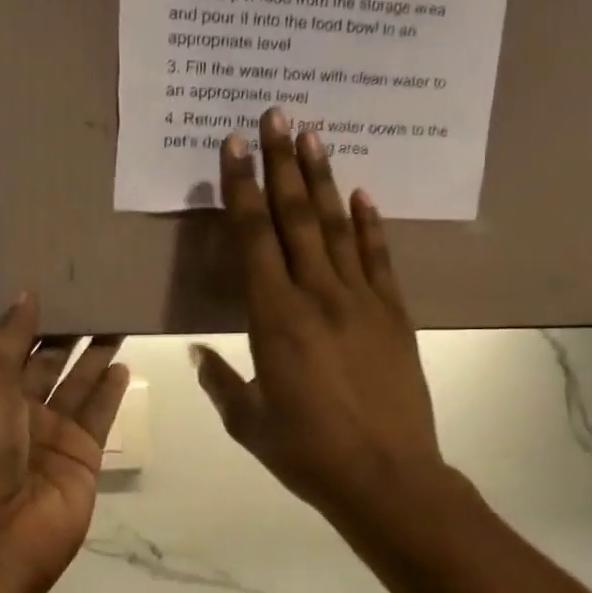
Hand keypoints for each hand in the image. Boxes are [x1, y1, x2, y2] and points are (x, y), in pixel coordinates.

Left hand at [0, 296, 127, 592]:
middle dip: (70, 337)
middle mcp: (19, 416)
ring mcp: (52, 439)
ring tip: (118, 322)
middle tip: (98, 300)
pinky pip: (99, 417)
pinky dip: (111, 392)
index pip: (15, 352)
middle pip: (50, 367)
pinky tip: (123, 365)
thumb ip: (11, 340)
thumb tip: (28, 295)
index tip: (59, 289)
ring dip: (96, 358)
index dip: (36, 324)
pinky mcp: (83, 459)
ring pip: (79, 388)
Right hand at [193, 107, 446, 526]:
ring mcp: (361, 301)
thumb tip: (197, 354)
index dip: (242, 189)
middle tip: (276, 115)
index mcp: (274, 318)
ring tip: (314, 137)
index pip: (253, 238)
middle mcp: (317, 295)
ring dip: (323, 180)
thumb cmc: (308, 453)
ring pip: (338, 227)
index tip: (235, 146)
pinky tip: (364, 194)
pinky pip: (380, 258)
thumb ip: (221, 381)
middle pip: (296, 217)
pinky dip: (371, 224)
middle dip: (282, 164)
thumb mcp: (250, 423)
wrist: (387, 477)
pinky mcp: (394, 314)